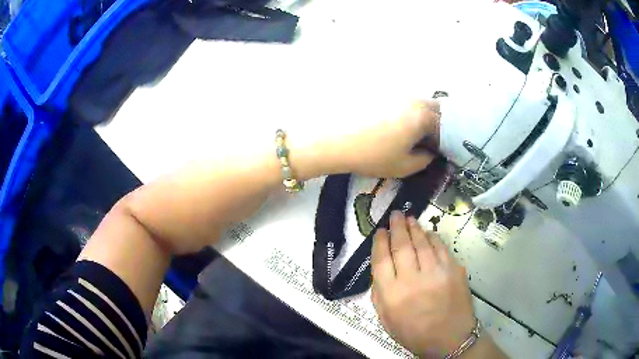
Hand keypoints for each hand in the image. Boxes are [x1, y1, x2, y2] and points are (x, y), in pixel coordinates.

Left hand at [301, 100, 439, 178]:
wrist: (333, 141)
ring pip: (419, 103)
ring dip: (422, 116)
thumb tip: (432, 152)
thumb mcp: (405, 166)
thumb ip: (426, 159)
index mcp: (424, 115)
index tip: (438, 152)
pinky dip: (407, 111)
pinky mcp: (381, 92)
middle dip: (437, 125)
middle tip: (427, 142)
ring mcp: (396, 93)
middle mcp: (413, 98)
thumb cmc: (372, 156)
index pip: (446, 127)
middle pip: (436, 110)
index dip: (445, 142)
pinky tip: (394, 125)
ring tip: (410, 134)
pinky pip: (403, 101)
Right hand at [371, 211, 474, 356]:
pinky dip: (432, 238)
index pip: (381, 260)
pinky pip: (440, 248)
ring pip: (422, 243)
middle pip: (402, 246)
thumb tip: (380, 269)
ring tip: (409, 218)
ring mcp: (436, 273)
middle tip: (394, 215)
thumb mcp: (387, 320)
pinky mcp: (454, 270)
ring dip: (414, 228)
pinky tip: (428, 233)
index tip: (380, 231)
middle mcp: (412, 280)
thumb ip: (380, 295)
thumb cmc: (415, 333)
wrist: (450, 338)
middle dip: (397, 227)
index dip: (380, 241)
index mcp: (392, 295)